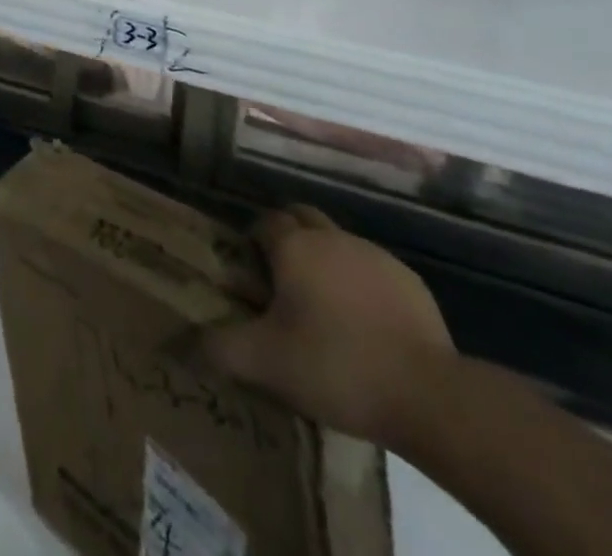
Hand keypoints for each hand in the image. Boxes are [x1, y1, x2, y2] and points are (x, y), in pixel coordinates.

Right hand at [202, 207, 453, 448]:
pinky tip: (365, 326)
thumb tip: (183, 342)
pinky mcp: (409, 281)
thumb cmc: (335, 365)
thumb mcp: (265, 363)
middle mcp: (331, 237)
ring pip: (338, 242)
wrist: (428, 394)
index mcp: (294, 246)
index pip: (264, 221)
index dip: (253, 241)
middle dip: (288, 237)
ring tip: (323, 308)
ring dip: (325, 261)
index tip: (251, 273)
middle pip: (301, 217)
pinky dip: (361, 285)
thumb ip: (219, 348)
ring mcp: (374, 255)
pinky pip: (372, 270)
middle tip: (281, 280)